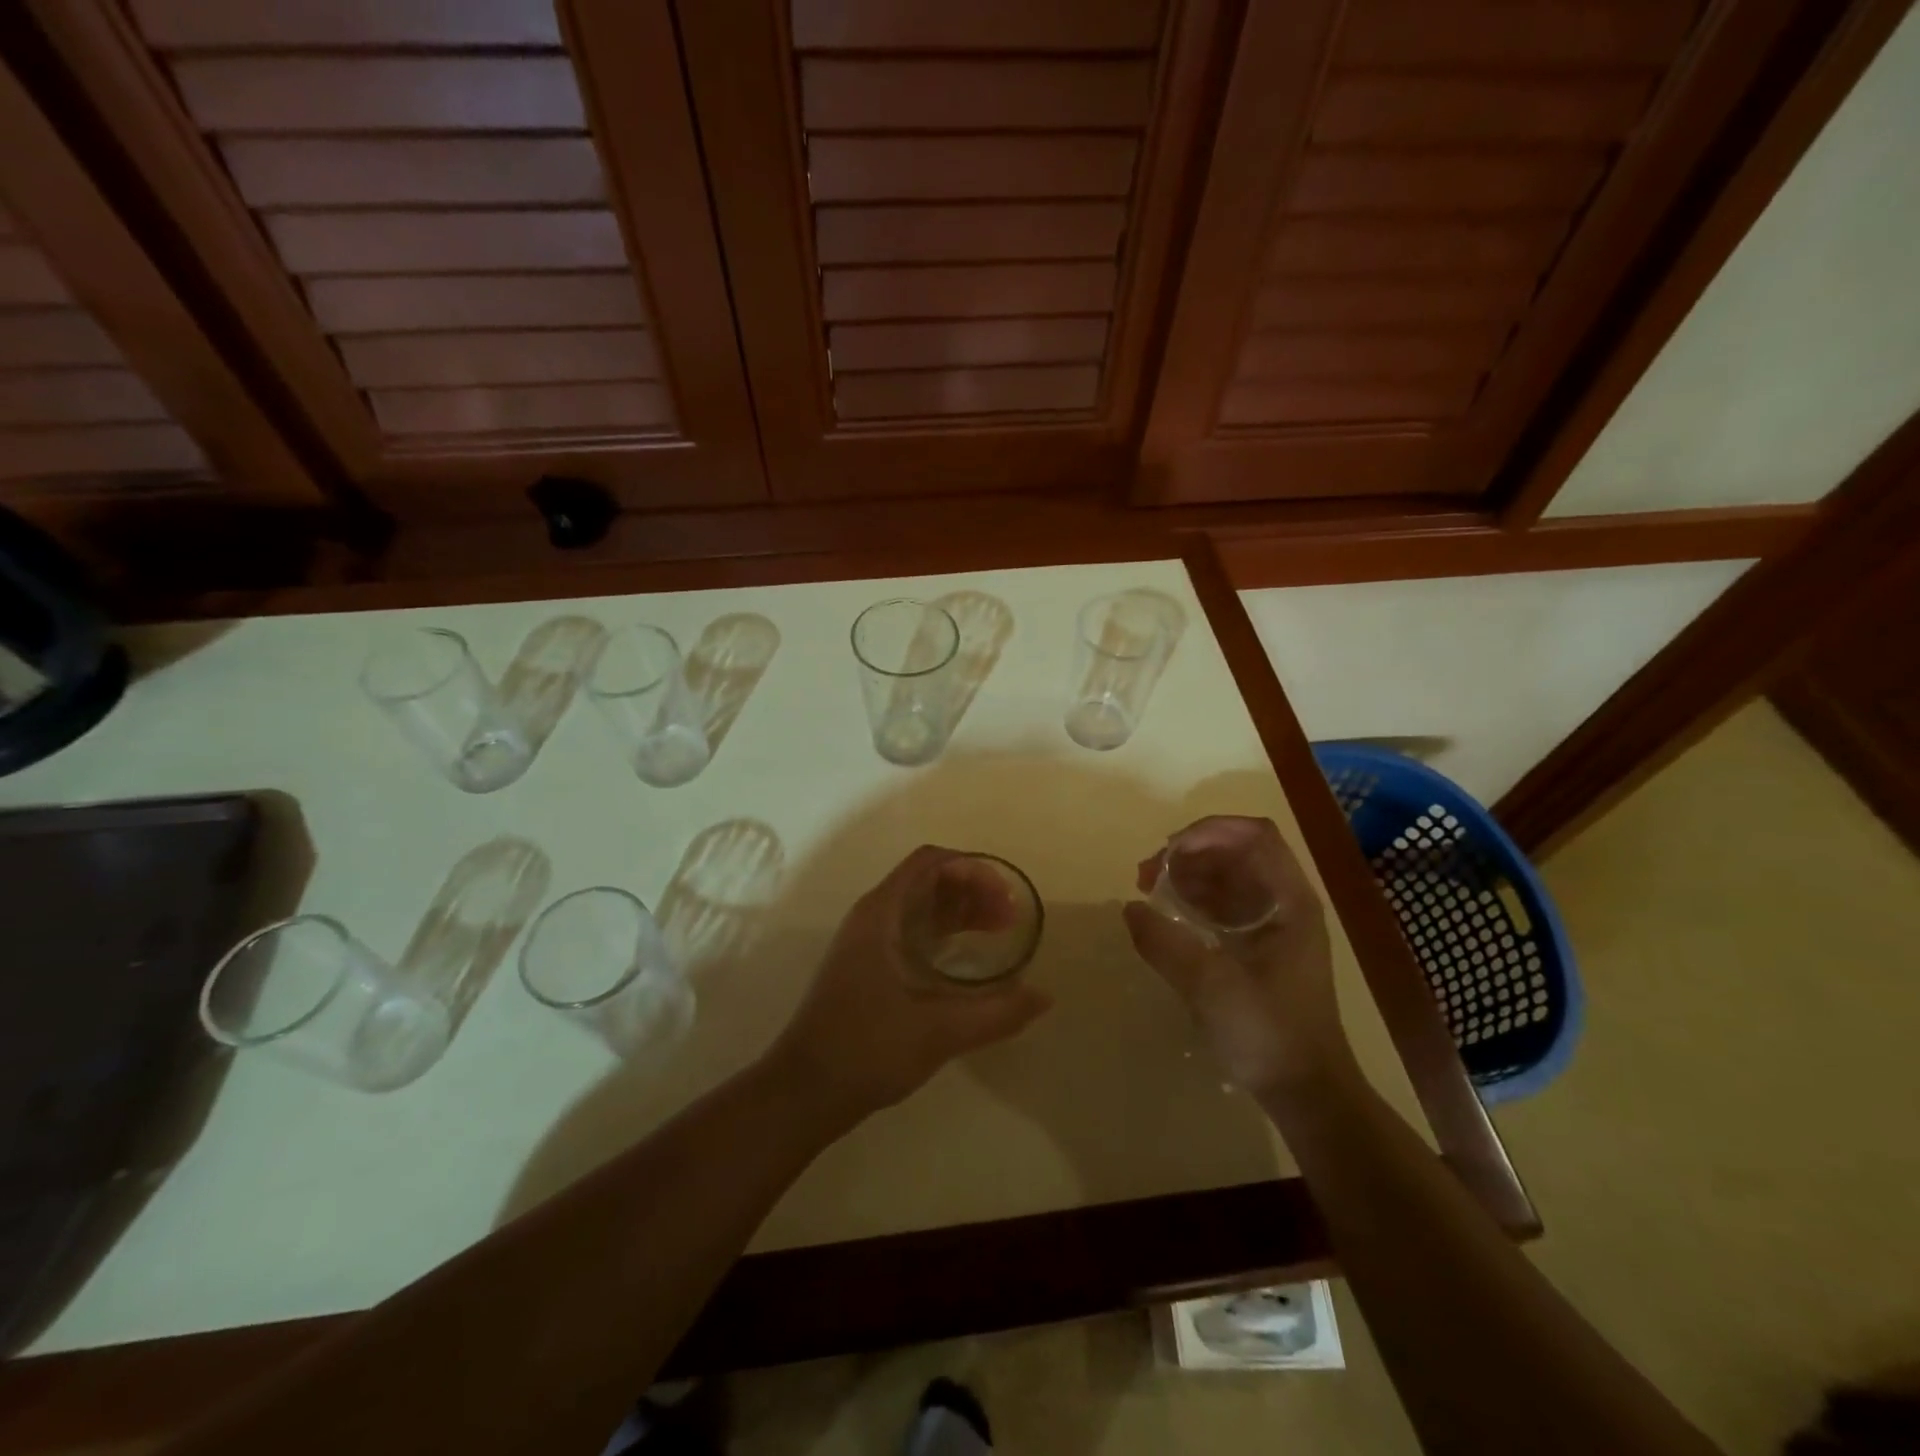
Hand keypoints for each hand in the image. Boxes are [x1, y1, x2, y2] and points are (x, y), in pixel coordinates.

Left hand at [769, 847, 1051, 1122]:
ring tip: (1000, 932)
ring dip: (960, 912)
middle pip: (928, 881)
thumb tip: (1045, 997)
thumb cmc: (866, 1050)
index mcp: (881, 914)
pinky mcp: (868, 967)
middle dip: (973, 890)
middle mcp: (872, 918)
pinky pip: (912, 932)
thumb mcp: (939, 1031)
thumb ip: (996, 1013)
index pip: (930, 863)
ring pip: (920, 908)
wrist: (803, 1091)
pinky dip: (944, 934)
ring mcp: (867, 943)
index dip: (972, 869)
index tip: (1005, 896)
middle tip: (1011, 918)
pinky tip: (967, 958)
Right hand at [1122, 816, 1350, 1094]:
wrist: (1306, 1092)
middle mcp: (1286, 903)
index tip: (1168, 852)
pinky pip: (1225, 905)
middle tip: (1146, 874)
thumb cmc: (1268, 1032)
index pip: (1254, 835)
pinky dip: (1195, 899)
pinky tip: (1168, 915)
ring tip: (1149, 890)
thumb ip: (1164, 942)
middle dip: (1189, 852)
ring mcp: (1275, 925)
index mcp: (1290, 901)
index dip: (1208, 831)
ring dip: (1188, 874)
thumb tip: (1130, 908)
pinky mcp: (1261, 947)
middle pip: (1237, 851)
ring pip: (1228, 877)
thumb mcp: (1209, 985)